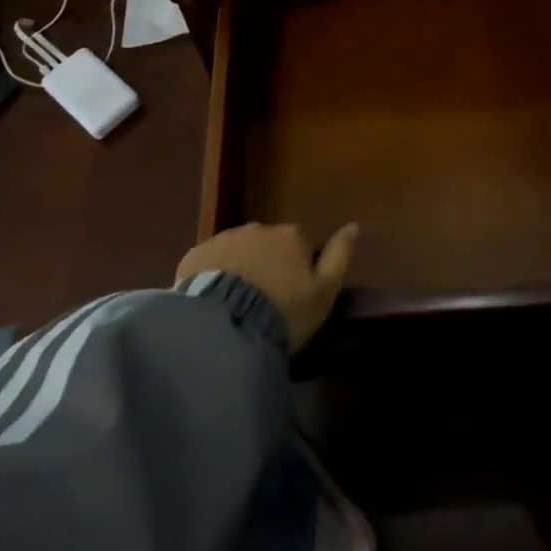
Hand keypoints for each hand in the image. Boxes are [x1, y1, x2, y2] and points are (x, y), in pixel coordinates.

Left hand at [176, 221, 358, 351]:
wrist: (226, 325)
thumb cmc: (284, 311)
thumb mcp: (324, 291)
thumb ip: (340, 255)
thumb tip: (354, 225)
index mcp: (292, 235)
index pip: (301, 244)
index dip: (299, 268)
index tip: (294, 294)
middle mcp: (260, 228)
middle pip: (268, 244)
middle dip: (268, 264)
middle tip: (264, 302)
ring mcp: (225, 238)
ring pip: (238, 251)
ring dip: (241, 268)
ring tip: (236, 305)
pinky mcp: (196, 255)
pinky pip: (209, 262)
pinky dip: (213, 275)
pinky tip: (212, 304)